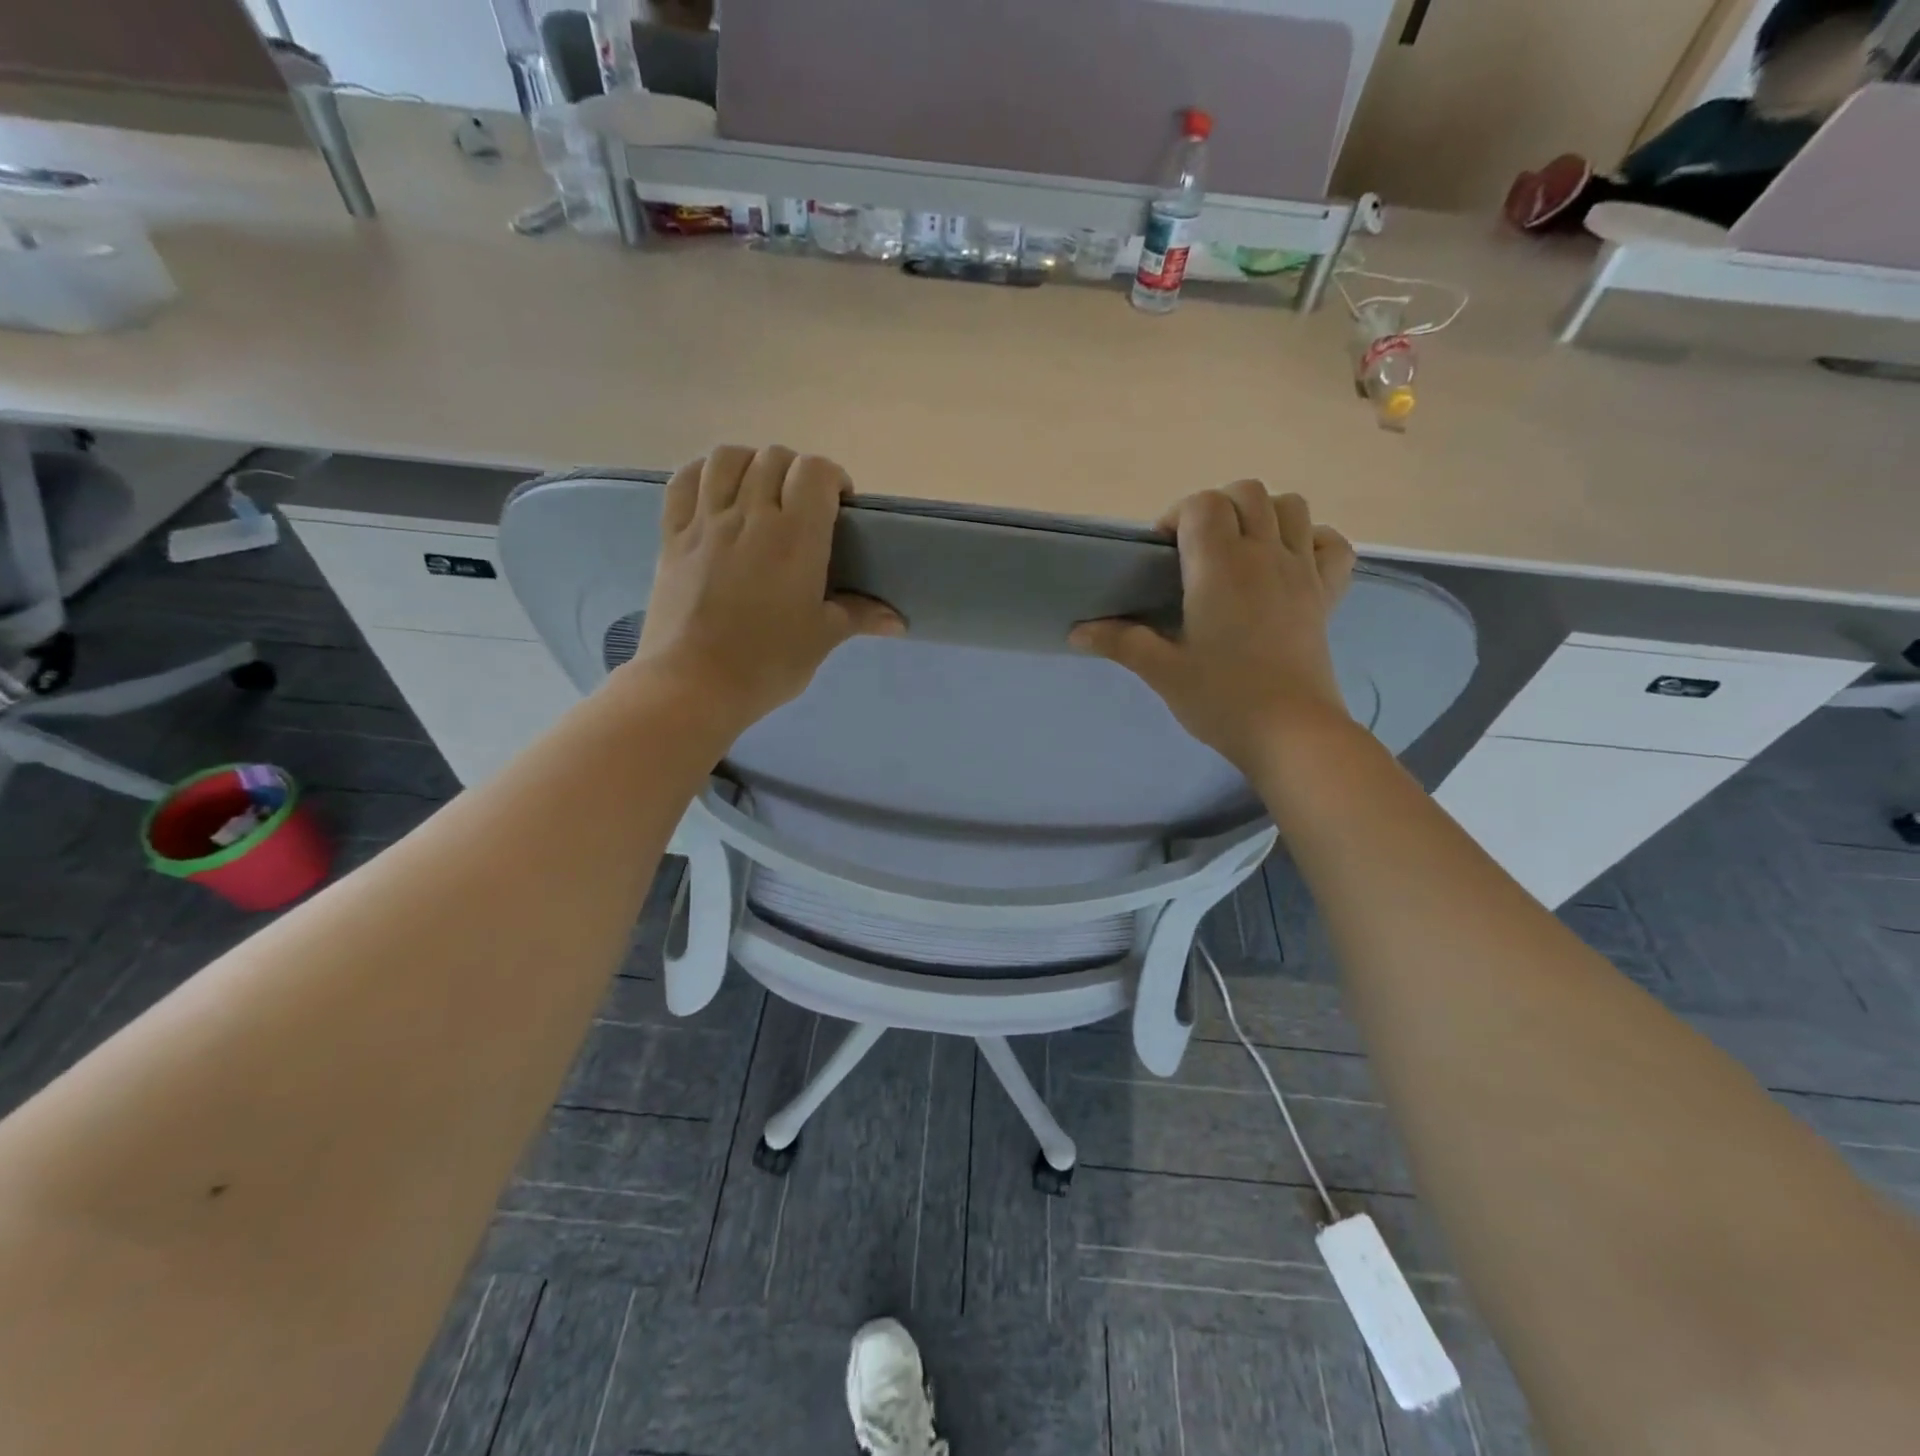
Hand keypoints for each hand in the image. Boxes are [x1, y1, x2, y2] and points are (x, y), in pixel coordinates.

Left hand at [627, 446, 902, 733]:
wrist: (693, 685)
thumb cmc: (767, 663)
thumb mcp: (822, 638)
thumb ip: (859, 616)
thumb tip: (897, 621)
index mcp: (795, 537)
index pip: (815, 471)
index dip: (832, 478)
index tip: (839, 505)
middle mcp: (750, 515)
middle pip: (774, 458)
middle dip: (796, 472)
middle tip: (803, 506)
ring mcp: (705, 522)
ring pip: (727, 458)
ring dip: (751, 463)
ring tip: (759, 491)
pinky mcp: (672, 536)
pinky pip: (683, 481)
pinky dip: (703, 474)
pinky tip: (715, 492)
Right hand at [1071, 483, 1354, 776]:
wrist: (1290, 733)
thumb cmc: (1222, 699)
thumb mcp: (1161, 671)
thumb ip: (1120, 642)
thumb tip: (1076, 631)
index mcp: (1220, 567)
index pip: (1202, 504)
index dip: (1177, 516)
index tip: (1163, 553)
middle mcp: (1264, 555)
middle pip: (1248, 492)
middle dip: (1217, 507)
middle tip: (1196, 549)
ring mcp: (1302, 572)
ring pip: (1292, 506)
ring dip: (1263, 515)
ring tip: (1240, 551)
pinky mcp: (1326, 596)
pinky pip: (1331, 545)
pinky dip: (1311, 541)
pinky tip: (1288, 564)